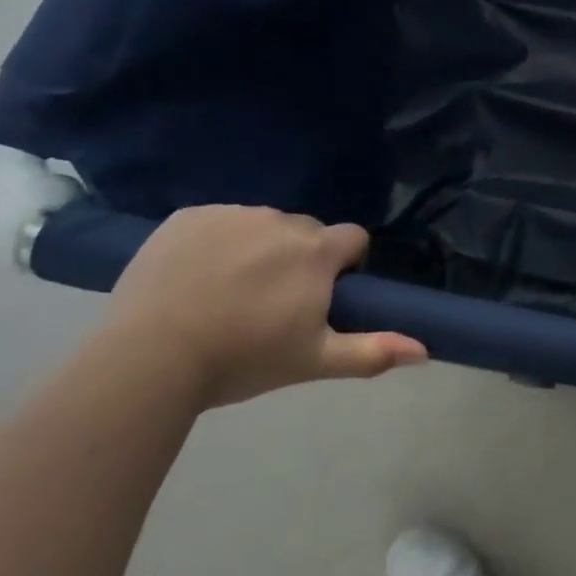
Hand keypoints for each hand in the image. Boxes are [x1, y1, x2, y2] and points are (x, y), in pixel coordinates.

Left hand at [107, 206, 426, 407]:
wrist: (149, 359)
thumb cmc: (242, 360)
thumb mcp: (313, 361)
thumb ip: (372, 351)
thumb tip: (426, 350)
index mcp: (316, 251)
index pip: (352, 238)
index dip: (343, 265)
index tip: (321, 294)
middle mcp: (282, 221)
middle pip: (306, 231)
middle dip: (300, 257)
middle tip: (271, 301)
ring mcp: (232, 214)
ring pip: (262, 225)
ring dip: (258, 247)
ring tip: (227, 291)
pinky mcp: (189, 216)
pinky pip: (217, 221)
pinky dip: (215, 241)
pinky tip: (194, 276)